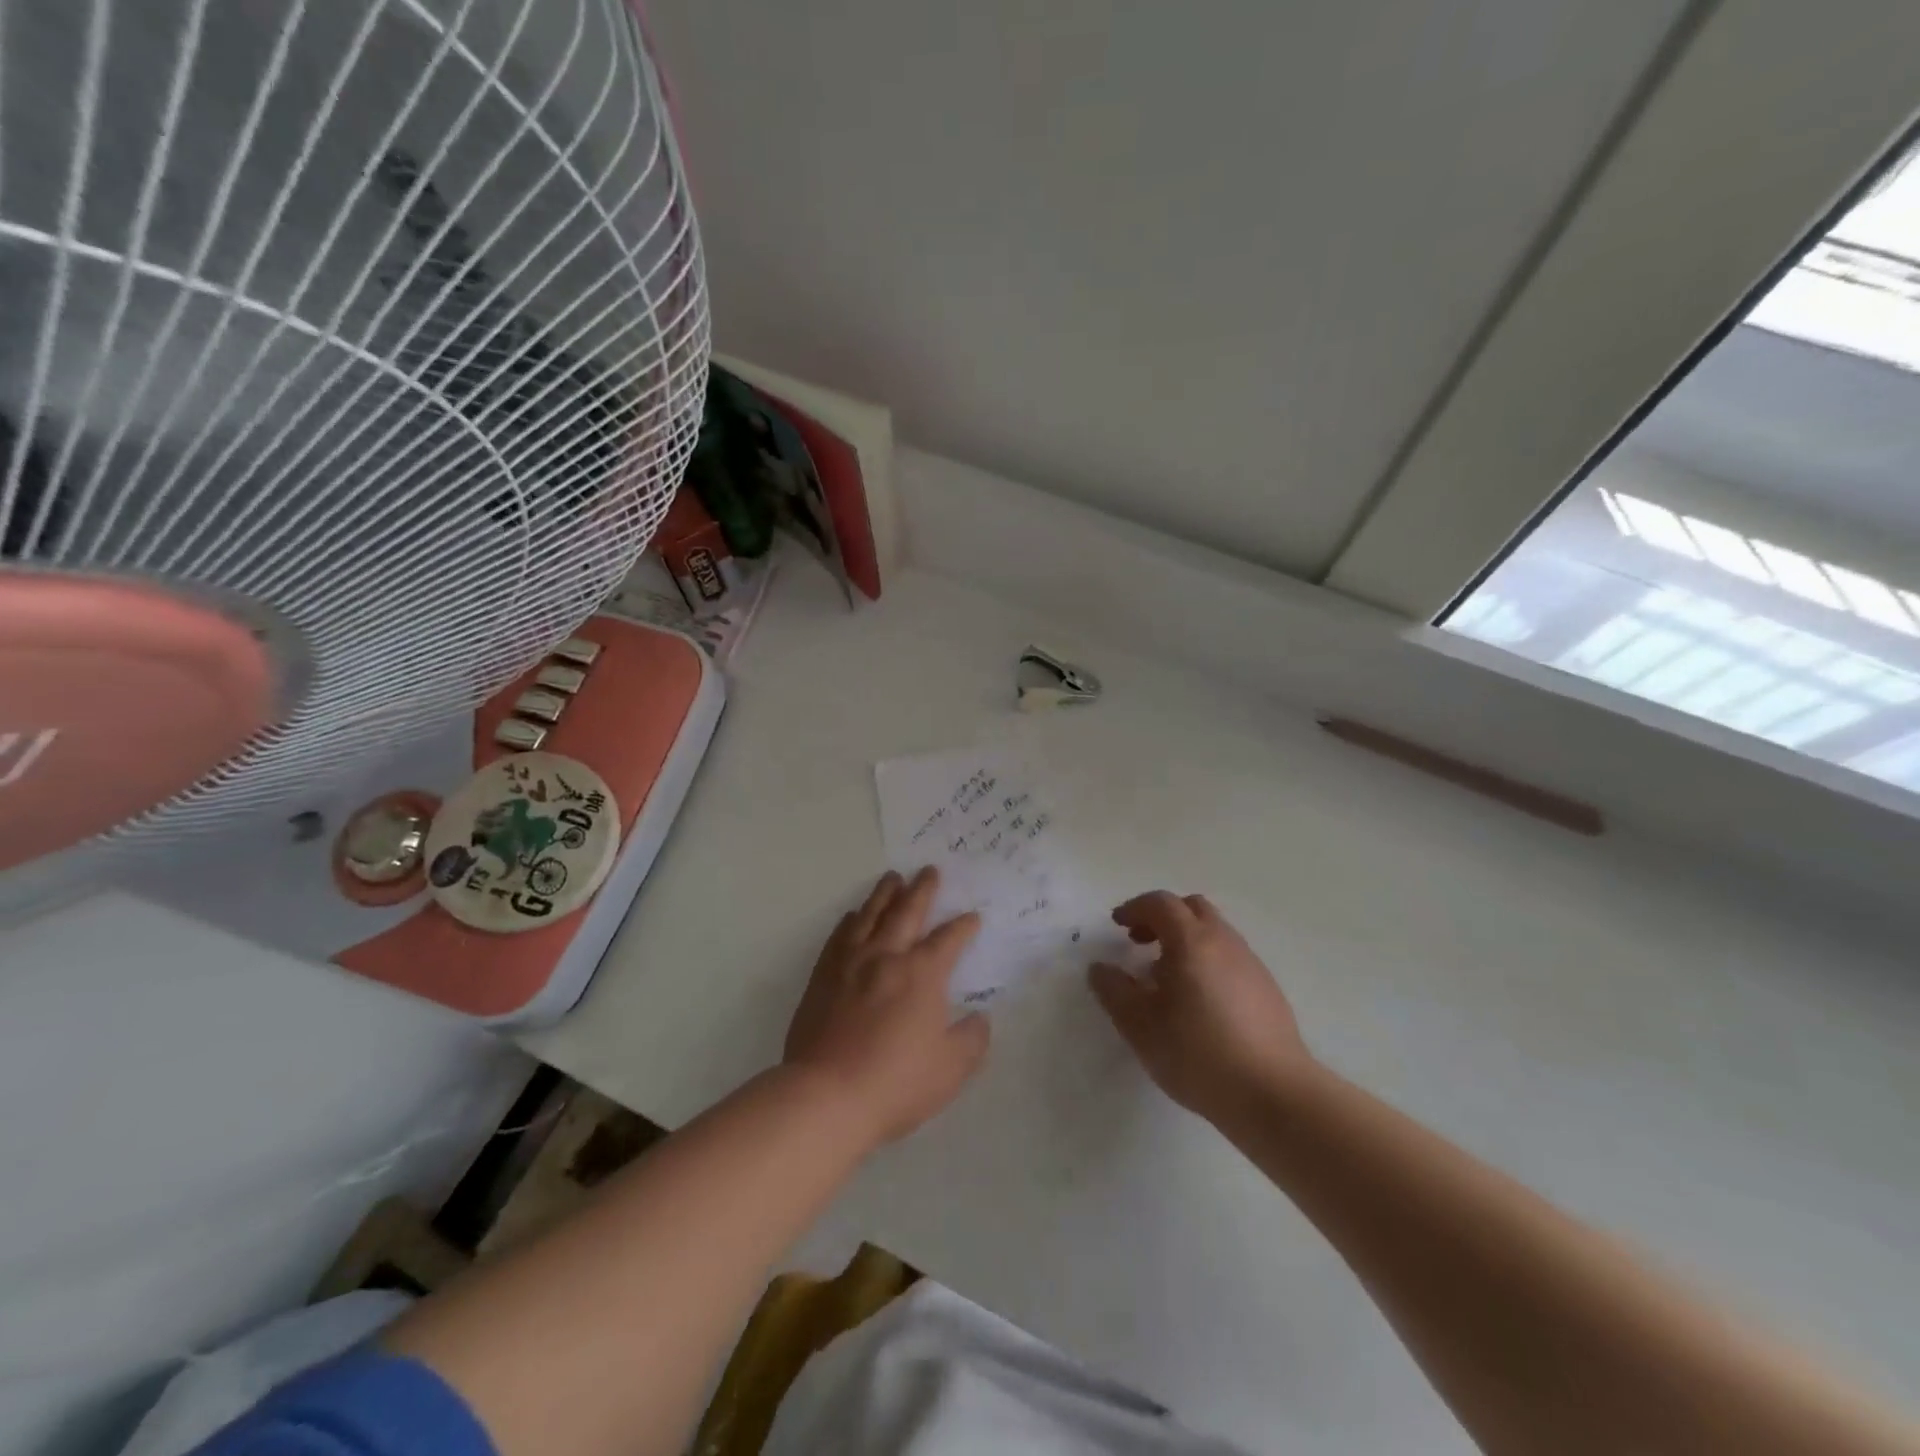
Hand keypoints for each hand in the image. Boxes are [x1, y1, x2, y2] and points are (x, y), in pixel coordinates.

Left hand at [784, 867, 990, 1148]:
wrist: (826, 1096)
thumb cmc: (896, 1082)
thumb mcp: (951, 1069)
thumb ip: (971, 1040)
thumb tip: (980, 1019)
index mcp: (922, 974)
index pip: (948, 940)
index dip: (963, 926)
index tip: (972, 916)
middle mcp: (887, 957)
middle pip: (907, 912)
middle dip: (922, 890)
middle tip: (929, 870)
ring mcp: (851, 964)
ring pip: (870, 916)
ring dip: (885, 894)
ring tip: (892, 877)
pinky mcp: (823, 977)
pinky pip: (839, 937)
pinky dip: (850, 921)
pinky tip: (853, 915)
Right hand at [1088, 891, 1314, 1125]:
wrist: (1274, 1094)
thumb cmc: (1197, 1053)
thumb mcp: (1140, 1026)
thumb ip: (1114, 991)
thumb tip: (1100, 968)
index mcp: (1191, 941)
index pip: (1160, 903)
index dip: (1135, 908)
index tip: (1117, 925)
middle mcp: (1224, 942)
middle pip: (1192, 908)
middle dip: (1162, 917)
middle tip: (1141, 943)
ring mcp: (1251, 964)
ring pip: (1214, 932)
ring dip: (1186, 940)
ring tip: (1167, 977)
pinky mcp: (1268, 989)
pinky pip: (1230, 957)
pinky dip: (1208, 960)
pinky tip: (1199, 1001)